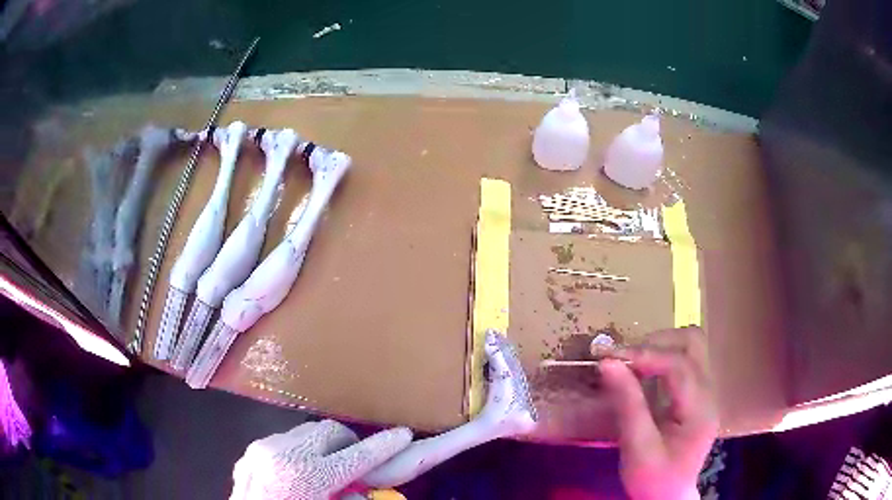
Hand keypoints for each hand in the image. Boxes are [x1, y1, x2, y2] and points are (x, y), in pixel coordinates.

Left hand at [230, 420, 412, 499]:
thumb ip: (351, 497)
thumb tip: (361, 488)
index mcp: (308, 478)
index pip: (358, 456)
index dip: (385, 446)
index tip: (403, 434)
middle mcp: (283, 455)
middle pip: (331, 431)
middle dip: (348, 443)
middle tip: (354, 462)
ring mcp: (263, 449)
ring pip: (306, 432)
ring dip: (321, 447)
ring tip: (321, 471)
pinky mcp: (249, 451)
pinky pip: (284, 442)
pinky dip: (297, 453)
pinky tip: (294, 475)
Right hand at [599, 326, 717, 499]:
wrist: (668, 497)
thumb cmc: (653, 479)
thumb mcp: (637, 448)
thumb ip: (627, 404)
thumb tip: (608, 363)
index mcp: (700, 410)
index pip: (679, 365)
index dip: (645, 355)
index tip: (610, 357)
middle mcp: (709, 393)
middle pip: (693, 343)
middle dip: (656, 343)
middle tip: (624, 358)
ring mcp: (706, 391)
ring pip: (691, 346)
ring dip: (660, 346)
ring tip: (631, 362)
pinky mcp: (697, 394)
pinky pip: (684, 360)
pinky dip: (661, 357)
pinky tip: (642, 372)